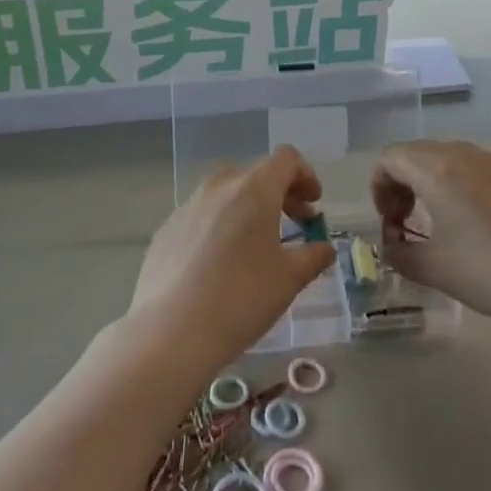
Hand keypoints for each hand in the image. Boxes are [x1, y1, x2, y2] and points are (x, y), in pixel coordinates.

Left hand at [129, 147, 335, 362]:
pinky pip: (201, 215)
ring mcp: (188, 206)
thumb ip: (313, 257)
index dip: (306, 175)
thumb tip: (324, 249)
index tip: (314, 204)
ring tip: (255, 244)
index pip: (286, 159)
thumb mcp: (289, 280)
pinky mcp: (166, 229)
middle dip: (280, 193)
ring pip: (225, 192)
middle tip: (295, 223)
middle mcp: (219, 186)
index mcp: (254, 189)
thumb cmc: (241, 298)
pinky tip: (219, 262)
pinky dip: (219, 225)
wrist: (170, 332)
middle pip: (256, 174)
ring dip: (247, 207)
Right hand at [370, 141, 490, 328]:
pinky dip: (471, 187)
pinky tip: (489, 226)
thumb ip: (398, 253)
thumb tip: (391, 244)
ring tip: (448, 222)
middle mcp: (467, 155)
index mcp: (437, 169)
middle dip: (405, 182)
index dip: (380, 186)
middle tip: (410, 221)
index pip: (390, 157)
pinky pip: (486, 171)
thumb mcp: (433, 270)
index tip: (391, 222)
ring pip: (455, 158)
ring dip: (438, 182)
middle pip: (420, 153)